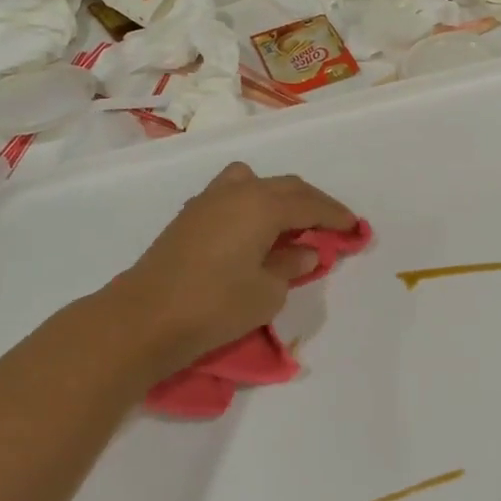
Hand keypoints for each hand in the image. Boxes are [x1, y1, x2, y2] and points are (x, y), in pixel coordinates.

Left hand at [107, 163, 356, 371]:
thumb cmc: (215, 305)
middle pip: (285, 187)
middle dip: (313, 203)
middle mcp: (238, 192)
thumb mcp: (267, 292)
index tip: (356, 227)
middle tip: (332, 224)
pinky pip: (232, 194)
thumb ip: (291, 265)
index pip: (310, 204)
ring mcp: (209, 200)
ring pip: (255, 183)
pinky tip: (253, 230)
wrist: (144, 318)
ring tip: (291, 222)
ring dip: (279, 197)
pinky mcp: (189, 215)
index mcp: (263, 205)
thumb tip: (305, 251)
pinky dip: (253, 203)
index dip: (335, 215)